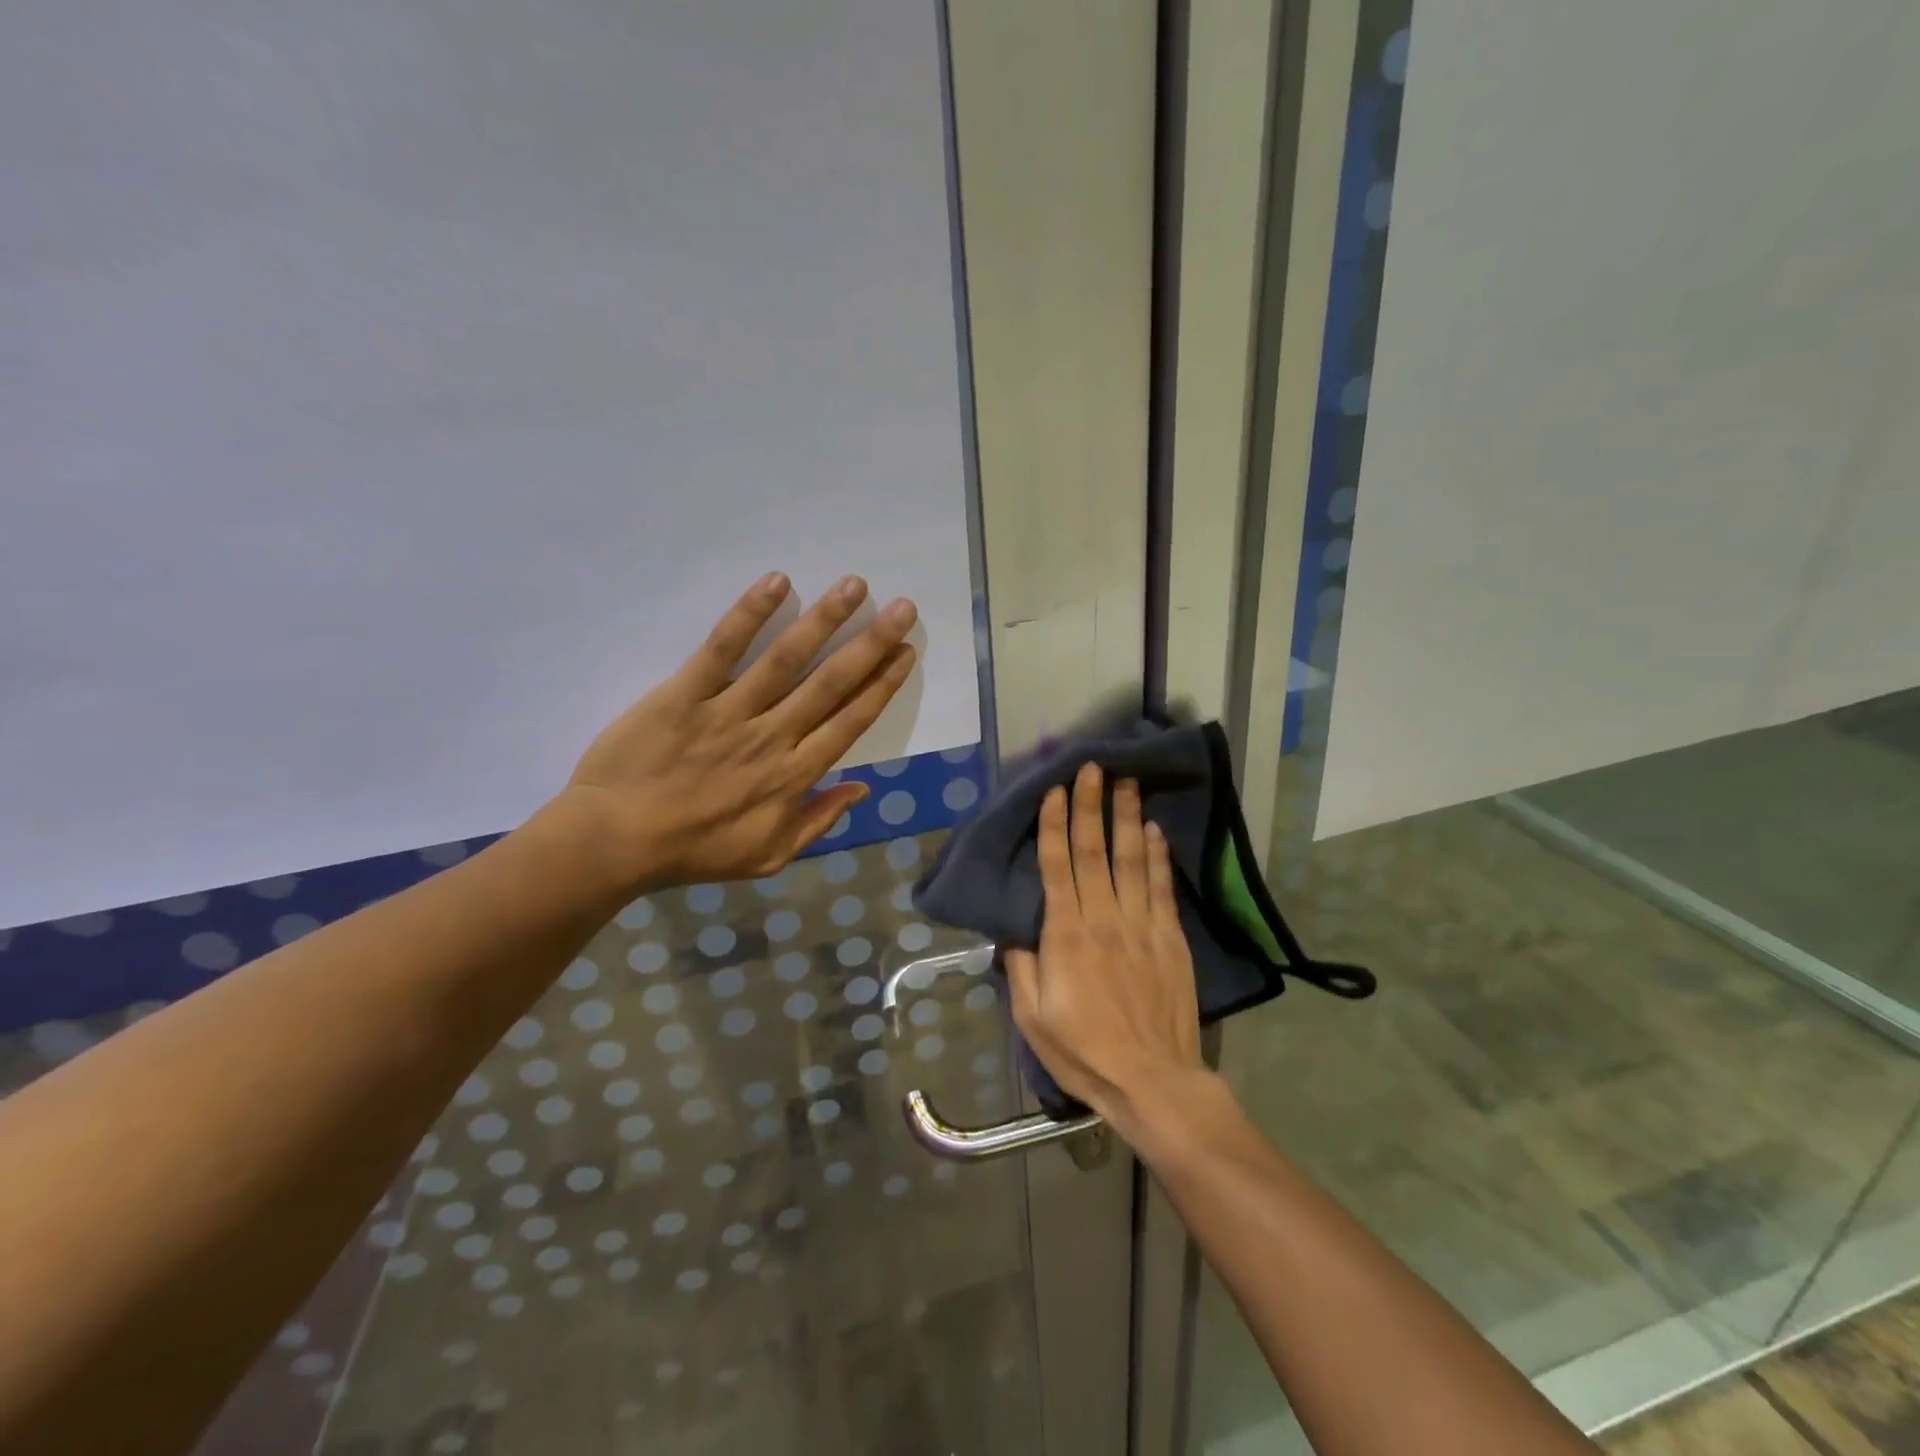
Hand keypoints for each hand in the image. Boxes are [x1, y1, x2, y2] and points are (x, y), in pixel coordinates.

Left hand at [551, 571, 916, 893]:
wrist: (616, 842)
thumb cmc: (695, 851)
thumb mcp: (769, 856)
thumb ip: (818, 822)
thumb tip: (862, 789)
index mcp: (795, 776)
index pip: (850, 721)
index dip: (883, 685)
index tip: (906, 653)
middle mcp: (773, 737)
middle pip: (831, 683)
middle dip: (871, 643)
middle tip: (903, 608)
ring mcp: (730, 712)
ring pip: (786, 660)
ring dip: (824, 620)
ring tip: (854, 585)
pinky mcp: (685, 693)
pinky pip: (722, 649)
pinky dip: (749, 614)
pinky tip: (776, 582)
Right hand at [1005, 764, 1206, 1138]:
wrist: (1151, 1080)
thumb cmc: (1084, 1051)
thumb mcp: (1032, 1017)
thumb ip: (1021, 967)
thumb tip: (1015, 932)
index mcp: (1065, 935)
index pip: (1057, 865)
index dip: (1054, 824)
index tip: (1055, 790)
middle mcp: (1103, 918)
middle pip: (1093, 850)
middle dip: (1090, 805)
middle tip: (1092, 767)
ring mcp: (1141, 925)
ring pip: (1131, 859)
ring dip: (1126, 817)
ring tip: (1127, 782)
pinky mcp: (1170, 938)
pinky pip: (1161, 887)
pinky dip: (1158, 855)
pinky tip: (1154, 829)